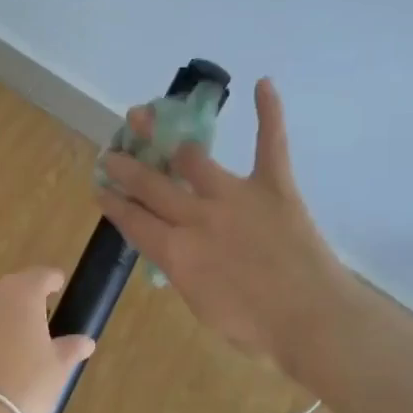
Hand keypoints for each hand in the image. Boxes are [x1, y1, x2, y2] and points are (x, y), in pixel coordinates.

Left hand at [0, 268, 97, 412]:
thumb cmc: (26, 389)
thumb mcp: (57, 370)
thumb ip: (70, 348)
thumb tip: (84, 341)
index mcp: (20, 295)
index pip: (40, 276)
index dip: (52, 281)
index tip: (58, 288)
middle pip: (8, 291)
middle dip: (20, 304)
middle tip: (32, 329)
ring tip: (1, 351)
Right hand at [98, 78, 352, 366]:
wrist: (312, 320)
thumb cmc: (255, 329)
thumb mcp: (201, 307)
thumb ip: (183, 272)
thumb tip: (176, 252)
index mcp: (175, 252)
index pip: (132, 220)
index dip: (113, 202)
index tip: (100, 188)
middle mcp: (196, 216)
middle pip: (150, 184)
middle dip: (125, 166)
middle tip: (112, 154)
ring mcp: (234, 196)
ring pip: (193, 158)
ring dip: (169, 139)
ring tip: (153, 119)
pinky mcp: (275, 187)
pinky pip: (270, 144)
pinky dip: (269, 113)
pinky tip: (264, 84)